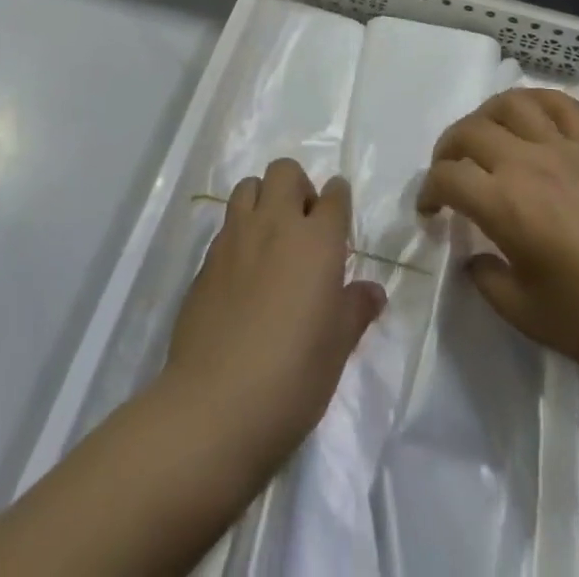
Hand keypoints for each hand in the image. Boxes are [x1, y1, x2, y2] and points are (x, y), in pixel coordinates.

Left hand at [163, 160, 384, 471]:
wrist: (214, 407)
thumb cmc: (292, 377)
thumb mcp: (337, 348)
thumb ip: (355, 309)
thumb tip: (373, 292)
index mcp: (317, 240)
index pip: (334, 195)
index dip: (339, 200)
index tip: (339, 218)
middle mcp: (276, 225)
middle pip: (285, 172)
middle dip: (298, 187)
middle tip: (304, 226)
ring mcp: (235, 239)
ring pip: (248, 186)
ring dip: (263, 199)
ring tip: (270, 238)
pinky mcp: (205, 261)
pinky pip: (226, 226)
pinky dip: (239, 233)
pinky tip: (242, 272)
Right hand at [417, 87, 578, 382]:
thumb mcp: (526, 315)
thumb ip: (487, 281)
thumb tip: (474, 257)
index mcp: (505, 205)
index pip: (448, 177)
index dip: (428, 190)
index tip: (430, 211)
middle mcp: (528, 163)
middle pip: (470, 132)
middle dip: (447, 150)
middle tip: (448, 174)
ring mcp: (564, 148)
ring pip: (510, 105)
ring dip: (484, 116)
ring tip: (481, 137)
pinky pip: (559, 104)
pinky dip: (536, 101)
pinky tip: (528, 117)